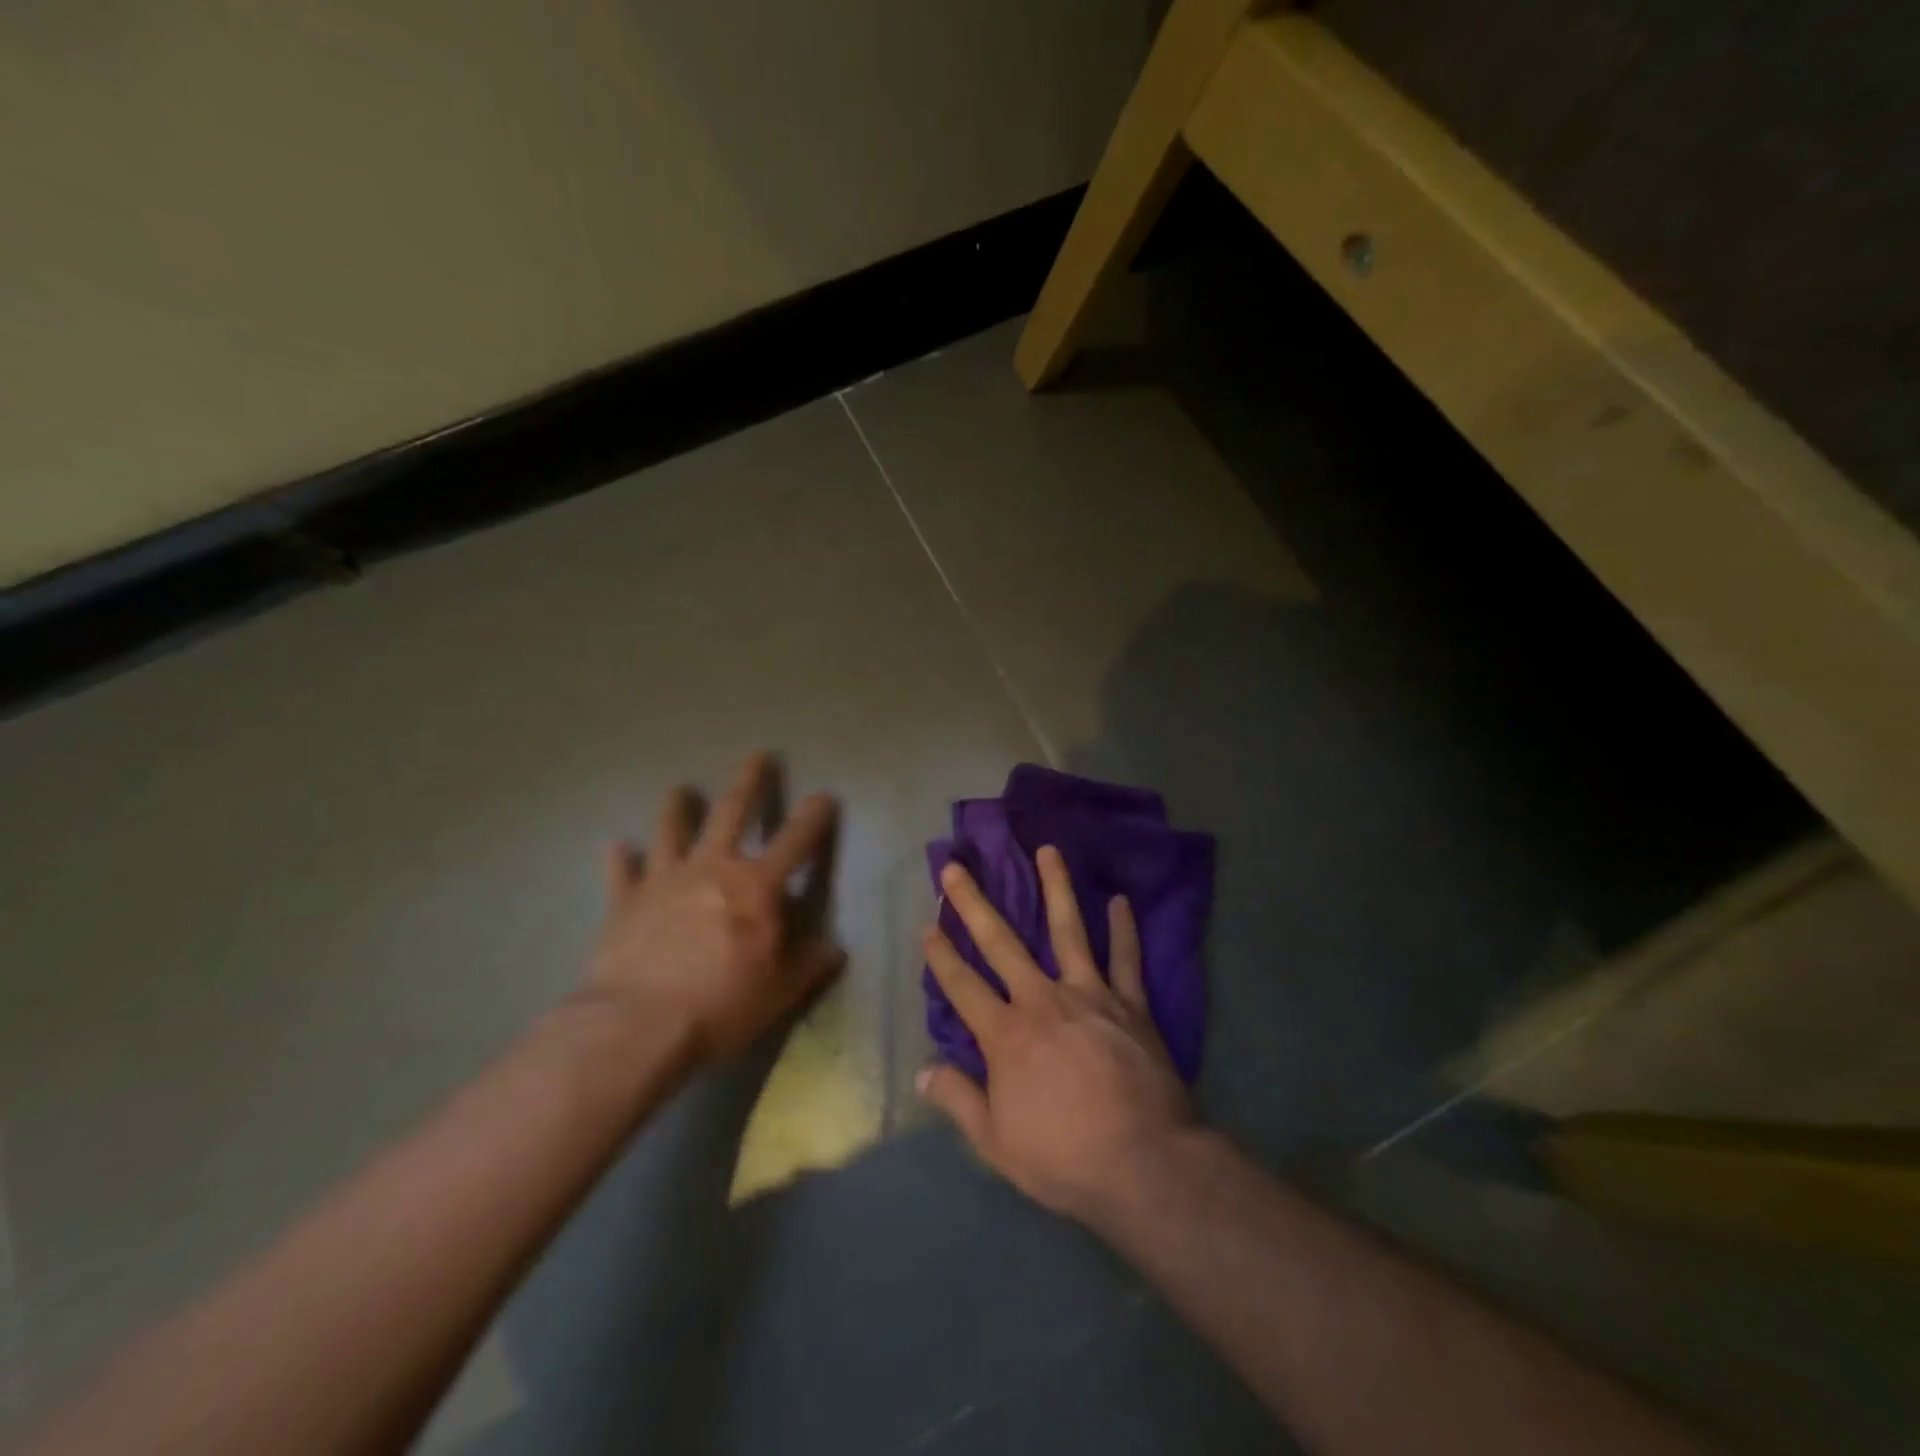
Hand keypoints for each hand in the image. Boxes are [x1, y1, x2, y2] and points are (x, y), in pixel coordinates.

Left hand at [587, 752, 843, 1061]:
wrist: (638, 1025)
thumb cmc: (722, 1004)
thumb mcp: (782, 991)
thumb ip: (811, 963)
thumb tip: (836, 946)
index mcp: (756, 887)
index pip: (796, 841)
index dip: (814, 816)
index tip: (824, 796)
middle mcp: (713, 868)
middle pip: (731, 812)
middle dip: (749, 781)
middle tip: (758, 756)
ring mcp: (665, 880)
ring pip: (671, 830)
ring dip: (677, 808)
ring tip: (679, 789)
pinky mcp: (626, 902)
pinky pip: (621, 872)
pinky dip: (619, 858)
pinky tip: (613, 845)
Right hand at [918, 846, 1195, 1226]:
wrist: (1145, 1162)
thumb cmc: (1065, 1157)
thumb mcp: (997, 1142)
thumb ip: (958, 1100)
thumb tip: (922, 1070)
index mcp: (1006, 1034)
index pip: (963, 986)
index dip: (941, 956)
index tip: (927, 926)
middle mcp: (1042, 1000)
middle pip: (1001, 942)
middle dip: (973, 904)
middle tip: (955, 868)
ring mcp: (1090, 995)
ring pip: (1068, 930)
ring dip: (1056, 887)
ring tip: (1048, 850)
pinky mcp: (1130, 1003)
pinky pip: (1126, 958)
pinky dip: (1124, 928)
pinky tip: (1120, 900)